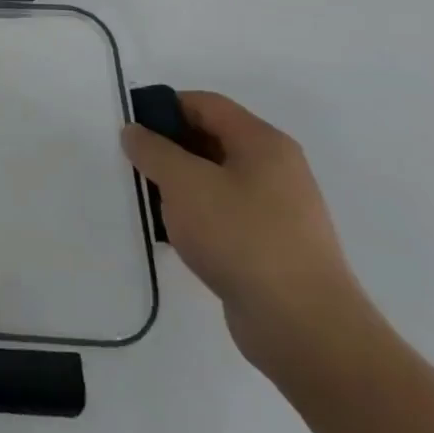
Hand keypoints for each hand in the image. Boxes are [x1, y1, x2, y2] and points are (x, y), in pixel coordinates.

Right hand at [122, 91, 370, 376]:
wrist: (304, 328)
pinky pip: (223, 214)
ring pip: (213, 179)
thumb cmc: (242, 237)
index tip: (129, 126)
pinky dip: (194, 215)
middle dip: (167, 146)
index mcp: (263, 143)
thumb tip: (135, 132)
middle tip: (131, 162)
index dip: (163, 107)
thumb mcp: (184, 183)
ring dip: (177, 184)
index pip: (205, 104)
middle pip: (210, 139)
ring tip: (144, 199)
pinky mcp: (270, 246)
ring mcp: (276, 210)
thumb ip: (152, 150)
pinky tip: (171, 233)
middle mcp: (275, 170)